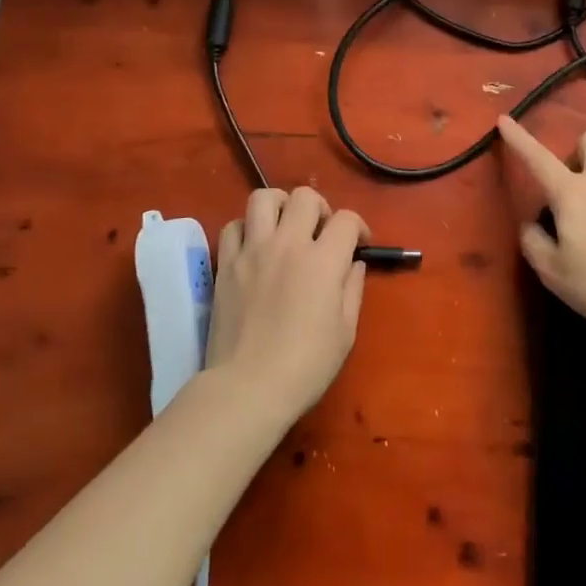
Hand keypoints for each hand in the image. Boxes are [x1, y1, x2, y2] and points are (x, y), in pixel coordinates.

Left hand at [207, 187, 367, 425]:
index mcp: (323, 260)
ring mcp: (252, 251)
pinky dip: (247, 229)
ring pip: (263, 198)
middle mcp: (288, 244)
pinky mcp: (226, 264)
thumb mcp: (345, 332)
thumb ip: (352, 289)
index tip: (359, 244)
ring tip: (285, 226)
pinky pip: (233, 226)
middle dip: (320, 208)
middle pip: (305, 197)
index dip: (358, 227)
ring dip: (280, 205)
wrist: (247, 388)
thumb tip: (354, 263)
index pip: (346, 219)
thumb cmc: (306, 366)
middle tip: (321, 232)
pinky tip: (254, 247)